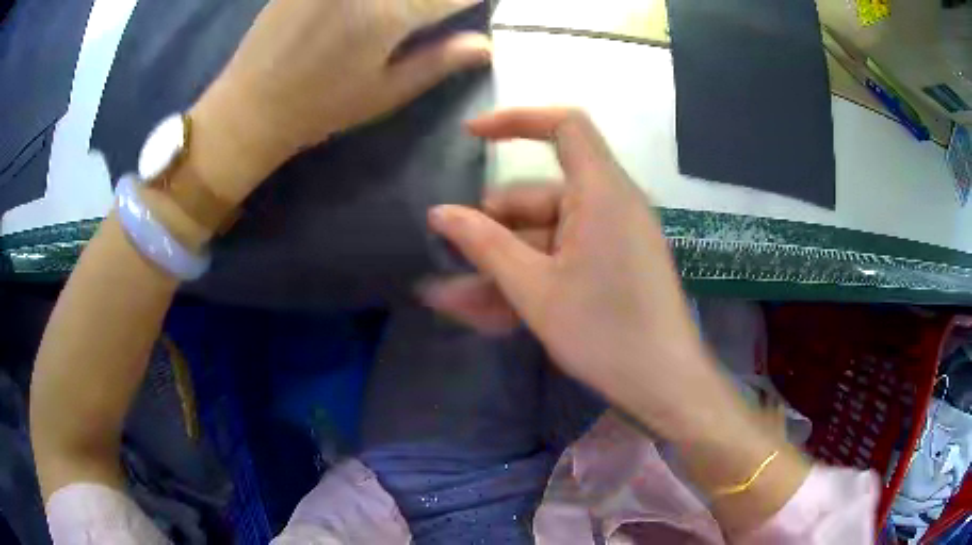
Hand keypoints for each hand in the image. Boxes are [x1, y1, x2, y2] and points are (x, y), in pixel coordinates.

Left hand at [190, 0, 490, 200]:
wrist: (249, 107)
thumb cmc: (320, 108)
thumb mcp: (384, 93)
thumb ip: (438, 62)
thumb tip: (485, 45)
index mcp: (388, 14)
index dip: (471, 0)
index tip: (474, 7)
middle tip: (431, 13)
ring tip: (399, 15)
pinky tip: (362, 11)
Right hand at [424, 108, 720, 439]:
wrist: (664, 385)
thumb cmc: (605, 333)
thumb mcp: (535, 289)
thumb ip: (484, 245)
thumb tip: (439, 213)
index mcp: (602, 192)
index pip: (564, 125)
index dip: (516, 120)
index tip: (471, 135)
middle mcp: (611, 204)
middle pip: (541, 196)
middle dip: (492, 228)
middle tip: (451, 260)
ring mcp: (614, 237)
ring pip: (546, 236)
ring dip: (503, 264)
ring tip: (455, 301)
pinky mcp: (614, 264)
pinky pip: (564, 258)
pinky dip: (530, 277)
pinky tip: (490, 312)